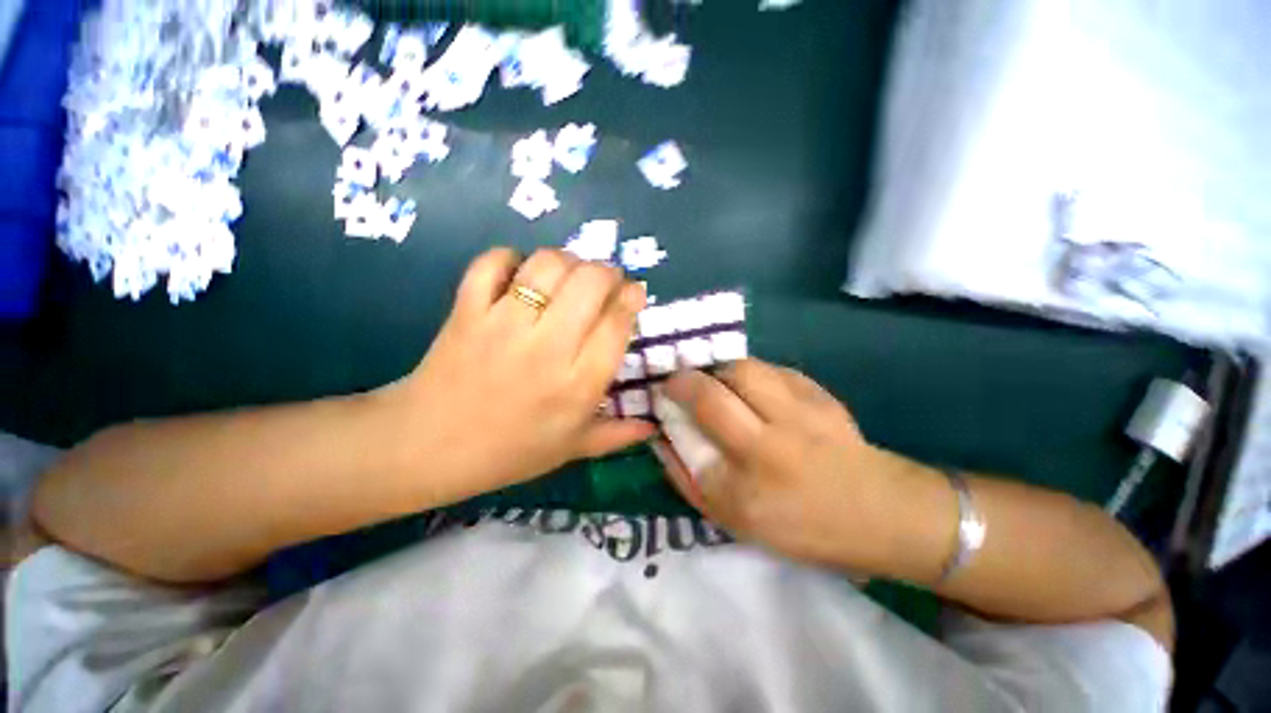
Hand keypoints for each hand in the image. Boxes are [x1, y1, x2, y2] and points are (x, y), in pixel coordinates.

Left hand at [383, 248, 655, 502]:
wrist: (428, 447)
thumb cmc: (509, 452)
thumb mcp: (572, 449)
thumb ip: (617, 436)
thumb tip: (653, 426)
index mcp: (578, 384)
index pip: (617, 323)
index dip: (631, 298)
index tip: (633, 293)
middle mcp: (547, 348)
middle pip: (590, 282)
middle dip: (607, 272)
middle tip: (604, 282)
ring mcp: (504, 325)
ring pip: (547, 265)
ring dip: (566, 261)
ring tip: (567, 276)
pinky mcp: (467, 311)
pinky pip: (492, 263)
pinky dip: (510, 259)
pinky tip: (519, 274)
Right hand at [652, 359, 903, 568]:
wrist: (881, 514)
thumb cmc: (802, 527)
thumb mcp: (735, 521)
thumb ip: (690, 481)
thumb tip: (663, 442)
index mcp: (747, 487)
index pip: (689, 436)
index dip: (669, 406)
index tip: (660, 396)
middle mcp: (770, 445)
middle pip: (713, 392)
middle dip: (684, 379)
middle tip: (679, 380)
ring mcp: (799, 415)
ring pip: (744, 370)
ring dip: (719, 371)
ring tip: (717, 382)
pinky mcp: (820, 396)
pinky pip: (773, 370)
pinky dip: (753, 373)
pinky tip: (753, 386)